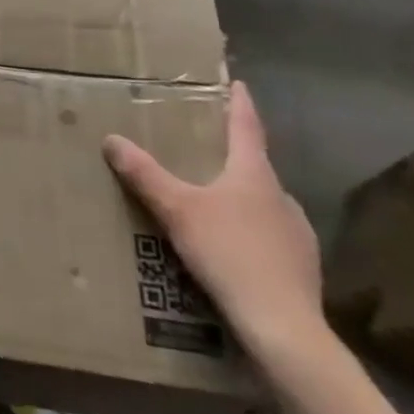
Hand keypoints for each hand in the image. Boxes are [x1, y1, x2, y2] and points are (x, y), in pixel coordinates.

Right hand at [103, 80, 325, 362]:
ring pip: (264, 203)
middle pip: (255, 166)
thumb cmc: (229, 254)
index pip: (247, 127)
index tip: (237, 84)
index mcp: (254, 174)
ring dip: (242, 197)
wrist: (284, 329)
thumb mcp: (177, 210)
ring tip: (213, 204)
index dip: (239, 104)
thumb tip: (111, 139)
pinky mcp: (302, 268)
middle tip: (206, 150)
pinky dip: (251, 233)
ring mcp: (297, 233)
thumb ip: (144, 174)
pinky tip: (233, 250)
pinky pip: (271, 237)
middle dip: (232, 156)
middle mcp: (281, 196)